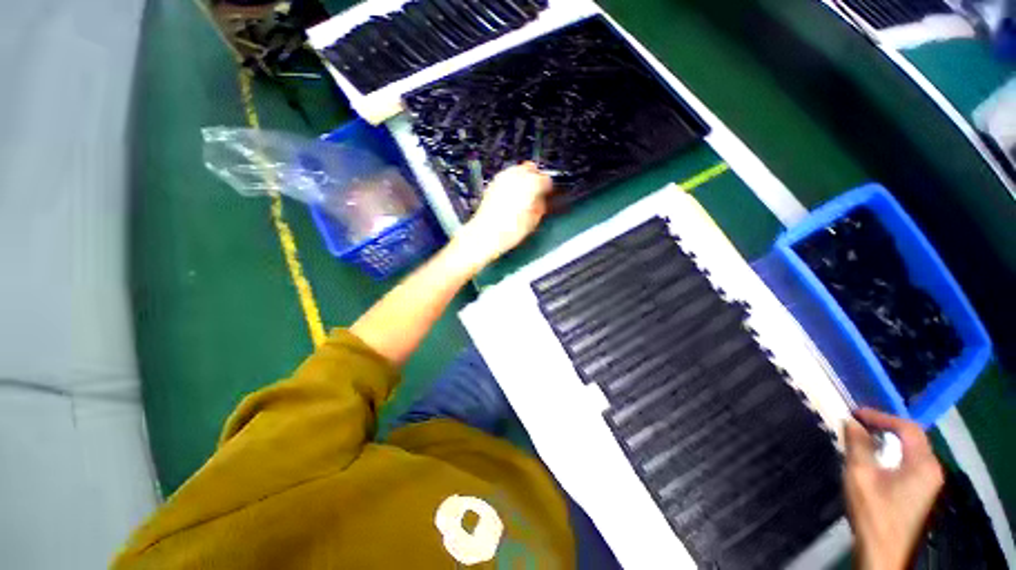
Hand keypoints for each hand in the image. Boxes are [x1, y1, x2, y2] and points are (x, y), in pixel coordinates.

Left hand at [454, 162, 552, 266]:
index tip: (548, 194)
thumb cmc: (508, 231)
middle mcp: (515, 177)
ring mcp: (502, 179)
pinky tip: (512, 195)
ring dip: (523, 179)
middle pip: (531, 168)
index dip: (549, 188)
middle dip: (536, 179)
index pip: (546, 179)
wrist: (485, 235)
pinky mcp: (493, 184)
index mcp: (530, 185)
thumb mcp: (533, 221)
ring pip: (517, 170)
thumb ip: (541, 205)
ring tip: (525, 194)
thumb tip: (542, 200)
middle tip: (538, 192)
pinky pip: (506, 176)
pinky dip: (512, 182)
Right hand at [844, 408, 944, 569]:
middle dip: (885, 426)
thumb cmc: (874, 512)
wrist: (883, 553)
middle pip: (912, 438)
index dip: (881, 416)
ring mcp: (929, 483)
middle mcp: (932, 470)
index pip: (907, 427)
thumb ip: (858, 445)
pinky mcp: (921, 493)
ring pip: (910, 451)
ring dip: (888, 440)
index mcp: (923, 464)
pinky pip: (909, 463)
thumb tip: (851, 422)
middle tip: (857, 423)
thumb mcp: (861, 475)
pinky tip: (875, 459)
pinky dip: (892, 453)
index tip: (855, 413)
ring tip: (862, 437)